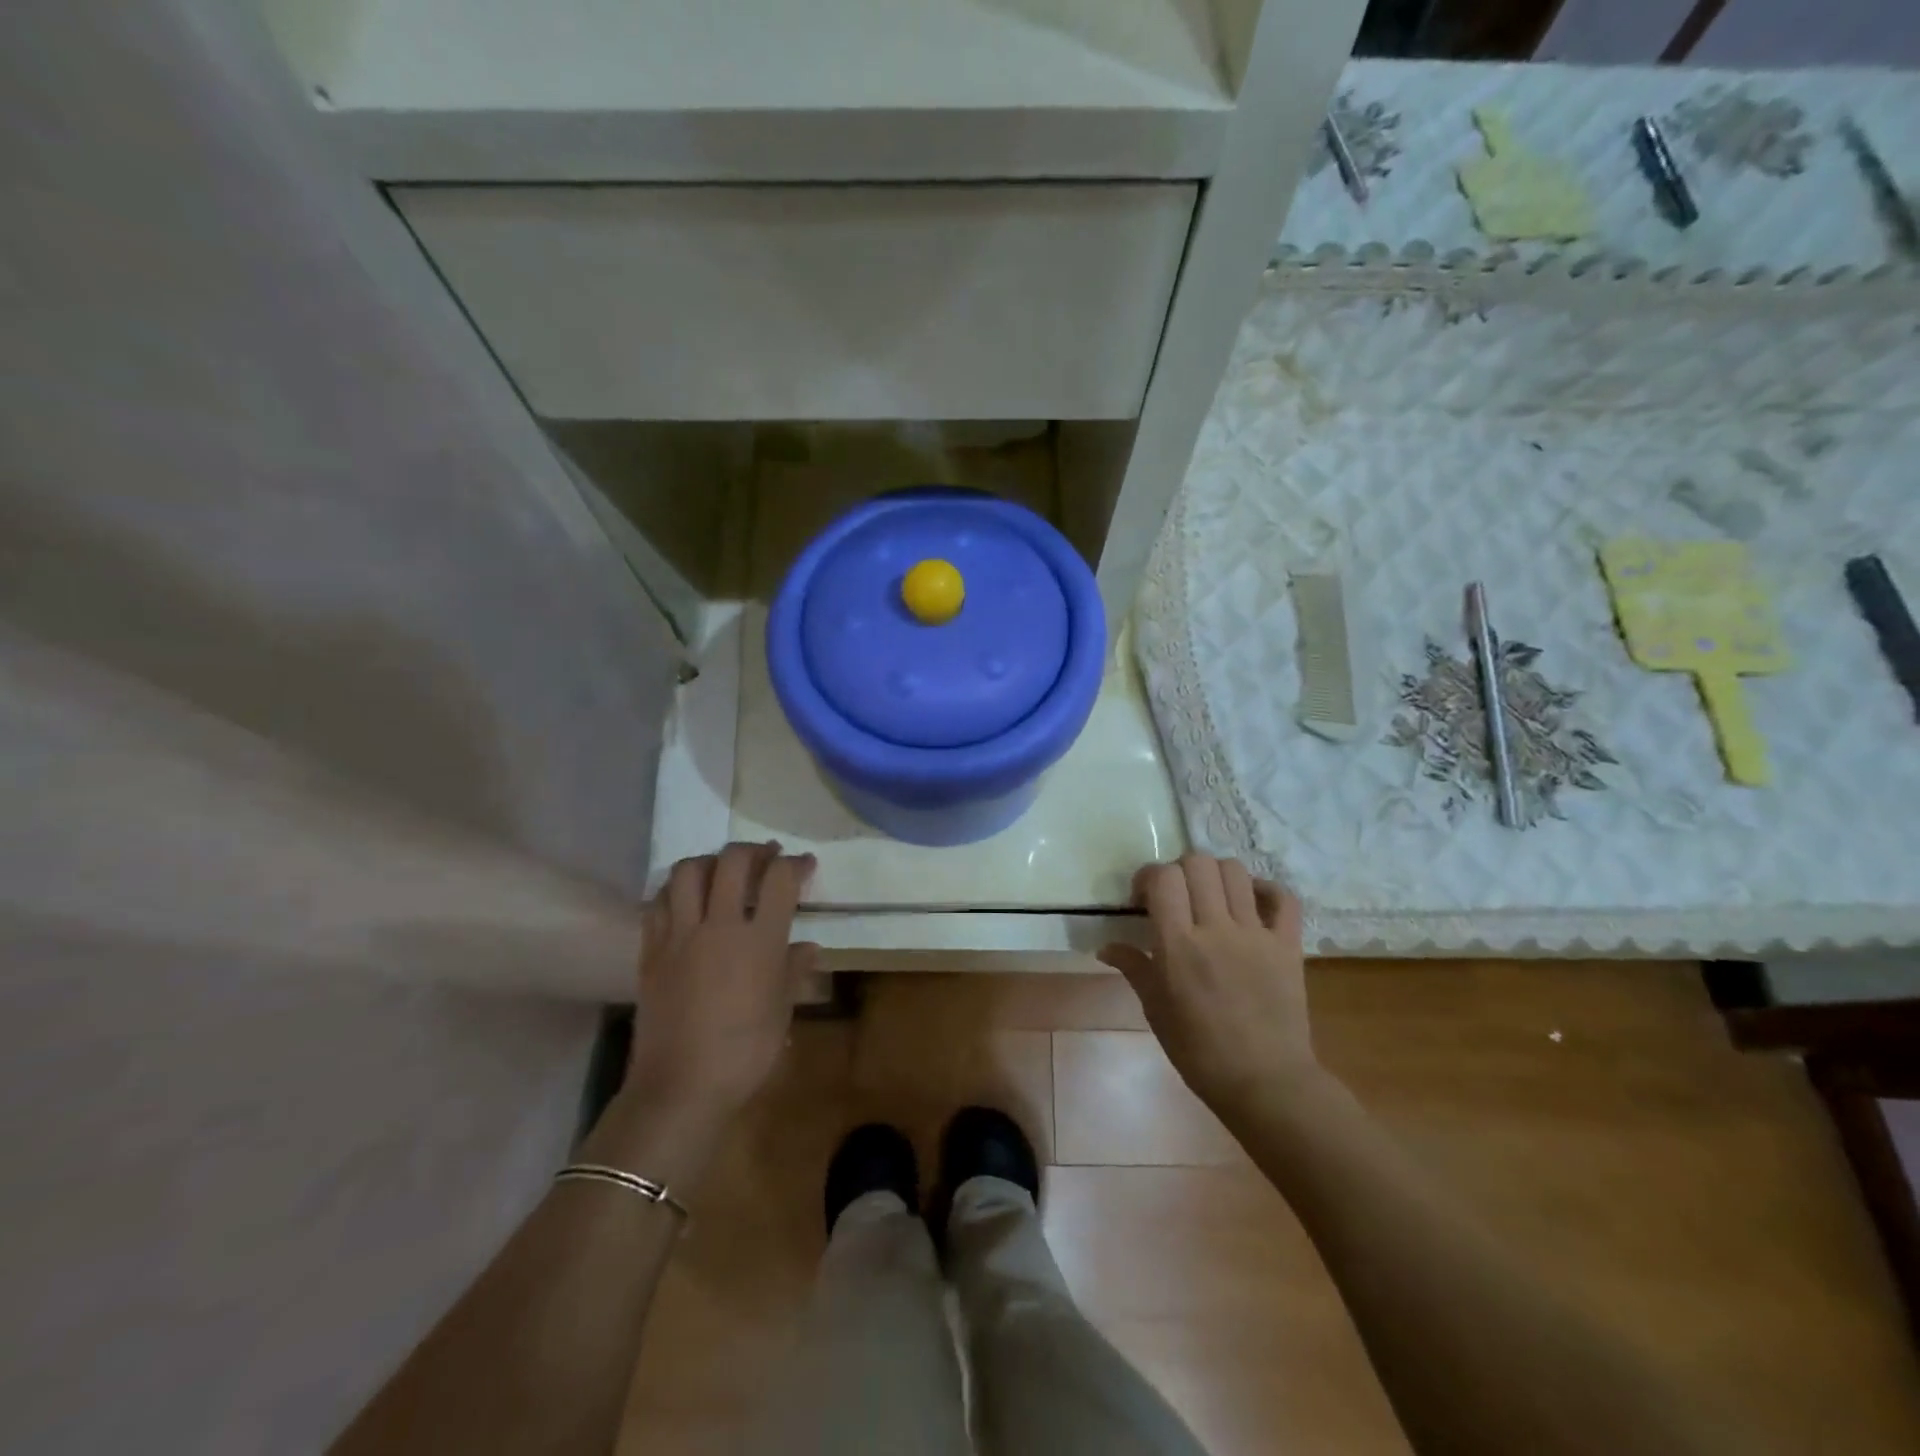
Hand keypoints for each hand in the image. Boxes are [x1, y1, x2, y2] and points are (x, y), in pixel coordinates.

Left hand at [624, 842, 817, 1123]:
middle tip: (766, 856)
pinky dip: (673, 890)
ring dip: (709, 861)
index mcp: (759, 940)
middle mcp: (718, 925)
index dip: (796, 864)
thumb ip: (793, 972)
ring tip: (721, 869)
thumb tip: (807, 948)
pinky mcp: (651, 951)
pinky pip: (657, 903)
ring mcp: (679, 935)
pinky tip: (684, 899)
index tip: (804, 865)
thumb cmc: (744, 1054)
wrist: (680, 1087)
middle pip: (732, 862)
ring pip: (687, 872)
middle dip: (753, 850)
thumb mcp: (781, 1013)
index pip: (780, 879)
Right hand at [1098, 853, 1317, 1115]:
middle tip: (1175, 897)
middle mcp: (1217, 929)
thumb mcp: (1156, 1010)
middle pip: (1198, 863)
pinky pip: (1283, 897)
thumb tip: (1106, 946)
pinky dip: (1265, 890)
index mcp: (1179, 946)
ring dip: (1215, 874)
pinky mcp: (1288, 945)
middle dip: (1179, 870)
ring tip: (1209, 897)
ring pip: (1236, 871)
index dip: (1148, 876)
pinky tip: (1250, 903)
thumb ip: (1134, 968)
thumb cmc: (1200, 1052)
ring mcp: (1257, 934)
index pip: (1163, 877)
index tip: (1142, 900)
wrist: (1266, 1083)